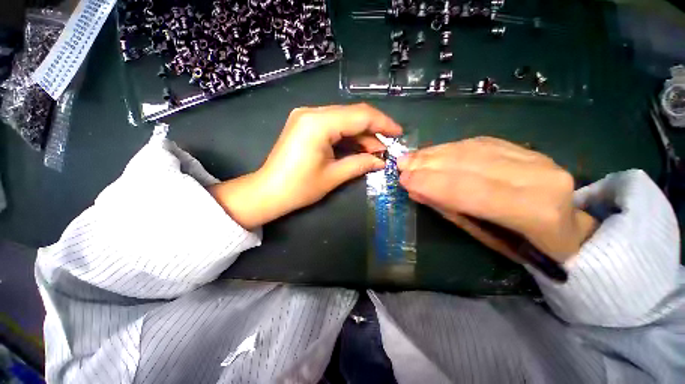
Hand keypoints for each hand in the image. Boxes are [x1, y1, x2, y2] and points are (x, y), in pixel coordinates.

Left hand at [210, 104, 401, 228]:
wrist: (268, 192)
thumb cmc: (299, 187)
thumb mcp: (333, 176)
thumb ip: (360, 164)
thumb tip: (381, 161)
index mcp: (319, 123)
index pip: (360, 115)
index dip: (382, 124)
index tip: (398, 133)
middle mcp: (312, 112)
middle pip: (352, 115)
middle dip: (372, 132)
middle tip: (385, 149)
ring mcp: (307, 117)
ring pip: (344, 120)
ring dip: (360, 135)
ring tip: (374, 152)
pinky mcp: (305, 125)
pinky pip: (333, 125)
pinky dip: (347, 136)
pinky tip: (358, 148)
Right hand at [397, 137, 596, 262]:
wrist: (567, 228)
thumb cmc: (523, 244)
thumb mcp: (484, 235)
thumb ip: (450, 210)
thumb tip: (417, 191)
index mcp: (534, 210)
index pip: (472, 190)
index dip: (434, 183)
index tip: (404, 179)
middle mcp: (539, 175)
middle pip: (472, 163)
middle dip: (430, 163)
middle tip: (401, 165)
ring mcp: (535, 156)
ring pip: (473, 149)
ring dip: (436, 153)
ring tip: (411, 157)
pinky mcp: (525, 148)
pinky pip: (479, 143)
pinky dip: (450, 147)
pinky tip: (431, 152)